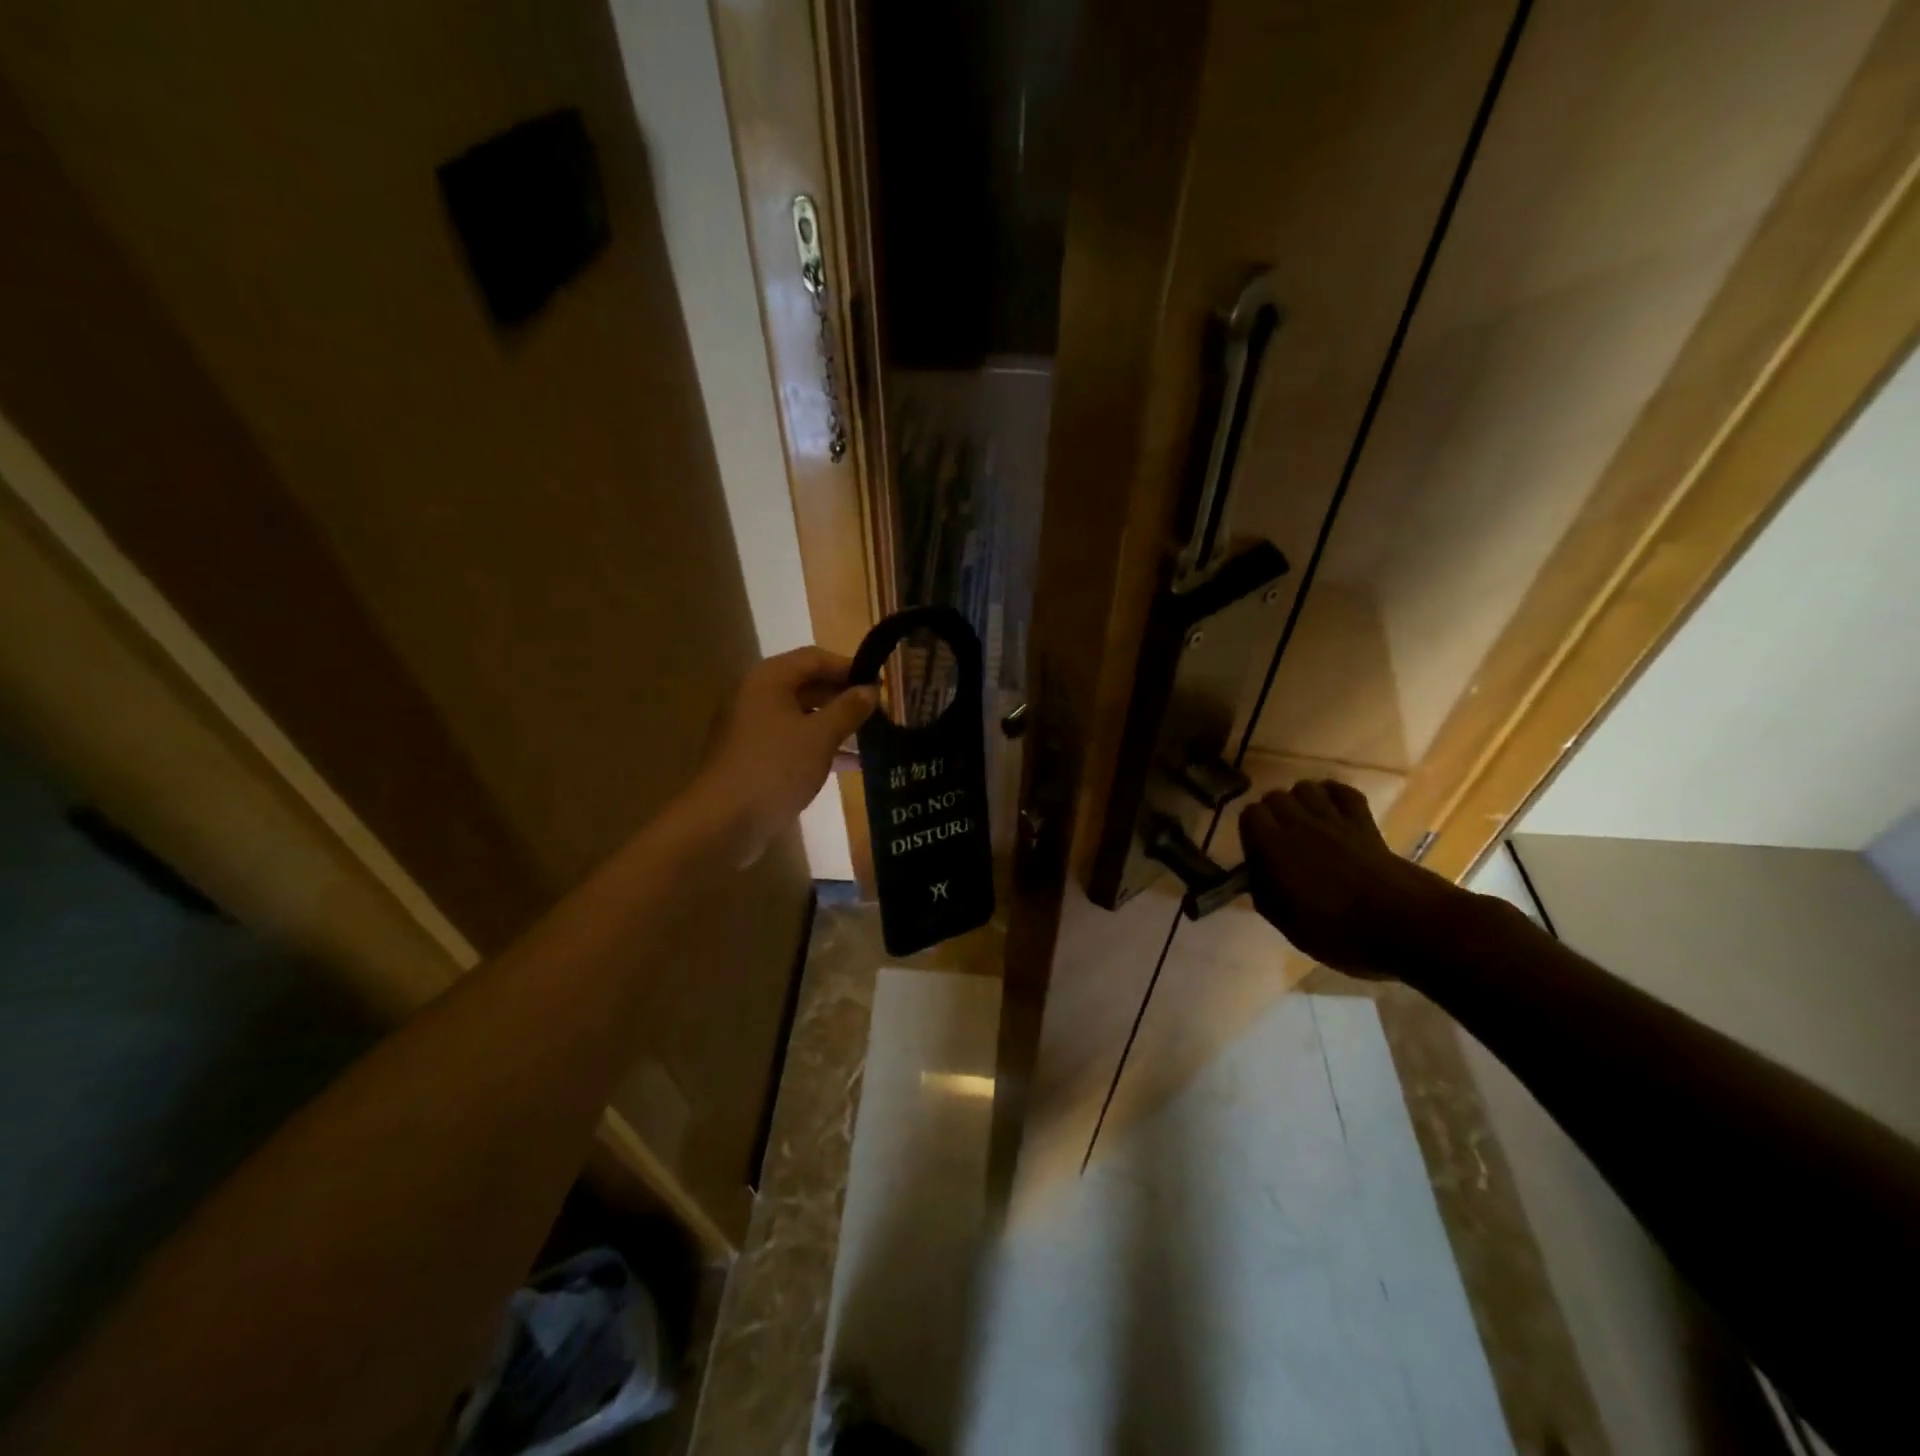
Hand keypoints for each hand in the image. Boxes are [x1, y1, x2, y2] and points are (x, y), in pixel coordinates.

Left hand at [683, 647, 876, 864]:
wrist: (723, 822)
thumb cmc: (775, 768)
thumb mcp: (820, 736)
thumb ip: (848, 709)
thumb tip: (871, 690)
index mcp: (768, 680)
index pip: (815, 658)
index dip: (849, 667)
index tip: (880, 685)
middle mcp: (756, 696)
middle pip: (807, 685)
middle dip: (844, 697)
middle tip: (880, 712)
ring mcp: (753, 728)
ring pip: (802, 715)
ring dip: (835, 724)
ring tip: (871, 737)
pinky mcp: (754, 756)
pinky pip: (792, 740)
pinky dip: (819, 746)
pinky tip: (850, 763)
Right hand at [1238, 780, 1463, 978]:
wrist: (1404, 925)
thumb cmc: (1337, 931)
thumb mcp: (1287, 924)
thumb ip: (1265, 894)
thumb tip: (1257, 877)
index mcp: (1272, 846)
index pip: (1250, 814)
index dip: (1251, 830)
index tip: (1257, 851)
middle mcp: (1298, 824)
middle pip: (1275, 796)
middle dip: (1273, 813)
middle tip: (1279, 839)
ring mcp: (1334, 819)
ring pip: (1306, 787)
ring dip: (1301, 800)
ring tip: (1304, 822)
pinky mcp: (1364, 822)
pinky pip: (1343, 792)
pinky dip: (1334, 795)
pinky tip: (1333, 810)